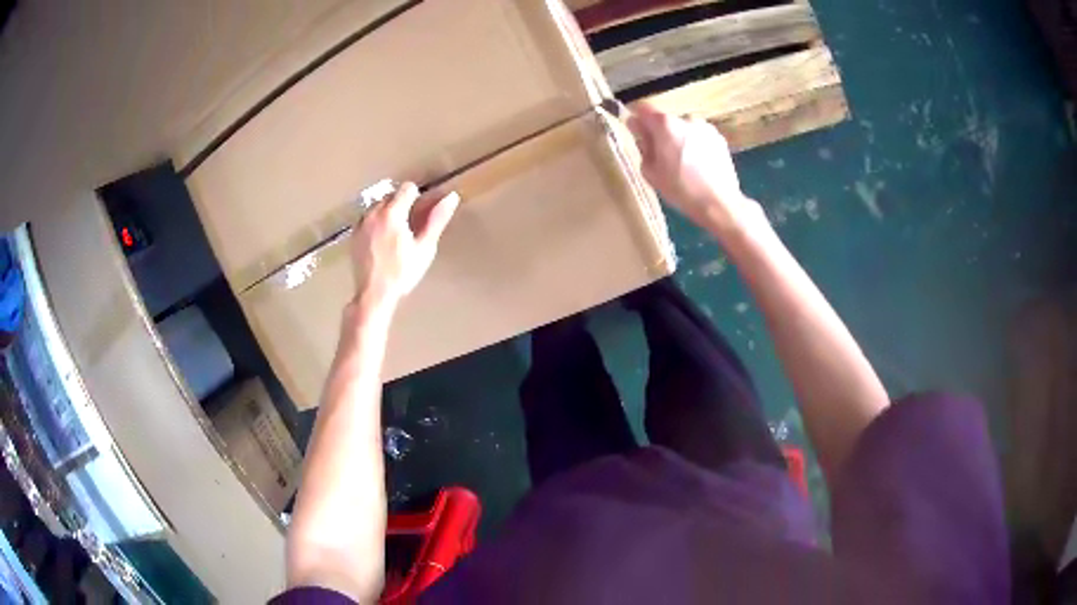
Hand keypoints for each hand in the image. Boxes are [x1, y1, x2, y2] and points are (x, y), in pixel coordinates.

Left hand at [349, 182, 458, 311]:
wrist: (374, 293)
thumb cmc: (403, 272)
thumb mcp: (425, 247)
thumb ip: (437, 219)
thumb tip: (452, 197)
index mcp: (392, 213)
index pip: (407, 188)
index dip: (419, 197)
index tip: (422, 213)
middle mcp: (373, 213)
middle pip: (392, 195)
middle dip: (403, 204)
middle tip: (412, 227)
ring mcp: (361, 223)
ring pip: (379, 205)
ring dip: (389, 212)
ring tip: (397, 234)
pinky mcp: (354, 234)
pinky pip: (368, 218)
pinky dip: (377, 222)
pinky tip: (383, 241)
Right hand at [626, 102, 761, 234]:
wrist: (719, 203)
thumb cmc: (680, 189)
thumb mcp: (650, 171)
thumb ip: (642, 144)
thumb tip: (638, 129)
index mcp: (665, 124)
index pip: (642, 108)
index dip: (636, 118)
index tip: (635, 131)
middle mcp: (686, 118)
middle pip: (665, 119)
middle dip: (659, 132)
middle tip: (660, 155)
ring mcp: (705, 127)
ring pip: (683, 128)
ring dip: (679, 138)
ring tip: (683, 163)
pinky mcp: (719, 137)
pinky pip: (699, 136)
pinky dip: (695, 145)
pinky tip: (698, 165)